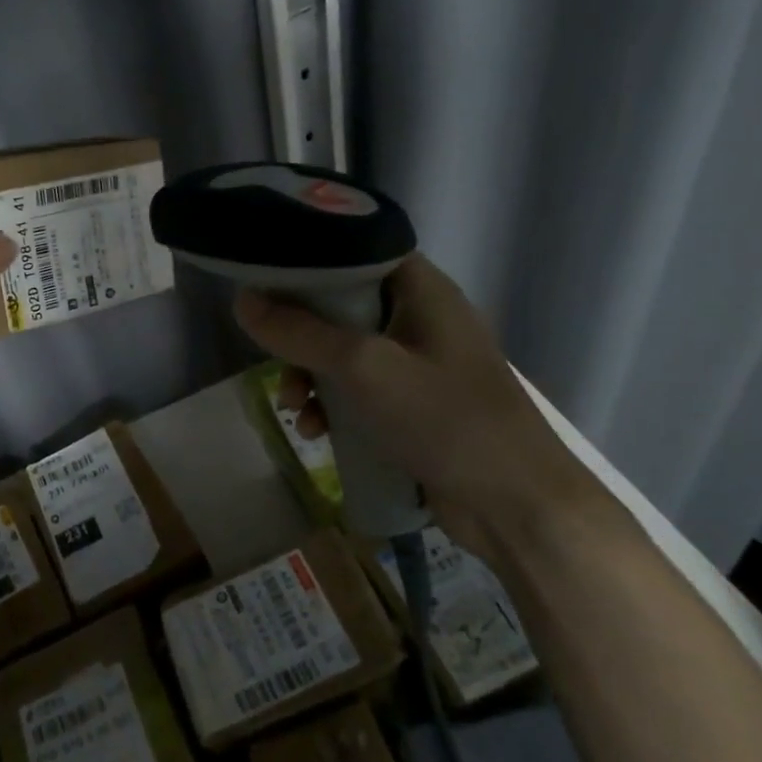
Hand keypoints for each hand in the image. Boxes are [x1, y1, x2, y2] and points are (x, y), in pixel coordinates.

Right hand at [235, 253, 610, 557]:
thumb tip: (242, 300)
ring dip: (311, 376)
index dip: (307, 262)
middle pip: (340, 304)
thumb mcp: (363, 368)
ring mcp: (418, 363)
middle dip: (300, 335)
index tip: (263, 280)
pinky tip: (317, 432)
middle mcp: (419, 317)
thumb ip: (299, 332)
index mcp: (421, 289)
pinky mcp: (414, 405)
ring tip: (296, 410)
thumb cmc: (446, 420)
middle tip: (273, 358)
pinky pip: (358, 389)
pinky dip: (333, 404)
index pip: (354, 251)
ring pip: (343, 351)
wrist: (519, 510)